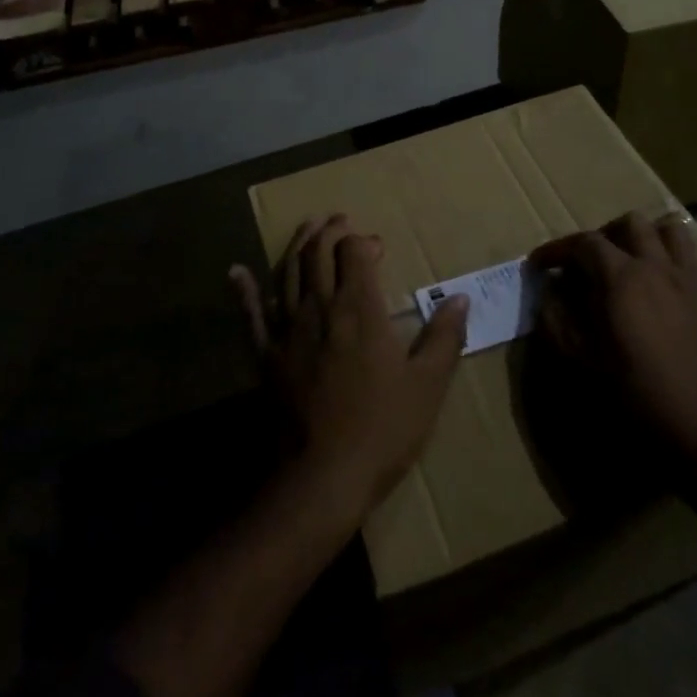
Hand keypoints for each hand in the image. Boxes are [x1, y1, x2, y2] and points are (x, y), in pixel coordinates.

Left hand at [231, 215, 468, 513]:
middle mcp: (320, 308)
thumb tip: (461, 297)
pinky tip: (235, 272)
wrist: (323, 476)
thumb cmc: (383, 429)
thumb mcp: (428, 385)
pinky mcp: (266, 356)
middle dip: (329, 232)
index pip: (354, 254)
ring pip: (286, 273)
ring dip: (297, 245)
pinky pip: (251, 315)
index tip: (375, 246)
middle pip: (318, 254)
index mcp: (360, 309)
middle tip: (339, 220)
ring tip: (307, 227)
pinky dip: (243, 291)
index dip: (362, 242)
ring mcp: (287, 330)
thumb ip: (445, 337)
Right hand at [530, 212, 696, 469]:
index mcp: (622, 279)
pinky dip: (668, 255)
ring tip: (625, 262)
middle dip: (601, 236)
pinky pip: (689, 256)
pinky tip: (655, 285)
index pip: (584, 243)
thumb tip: (549, 291)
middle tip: (584, 265)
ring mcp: (689, 280)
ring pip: (668, 229)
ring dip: (642, 237)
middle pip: (629, 224)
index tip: (538, 265)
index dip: (556, 249)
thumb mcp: (581, 360)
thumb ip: (557, 318)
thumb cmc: (634, 396)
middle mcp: (657, 267)